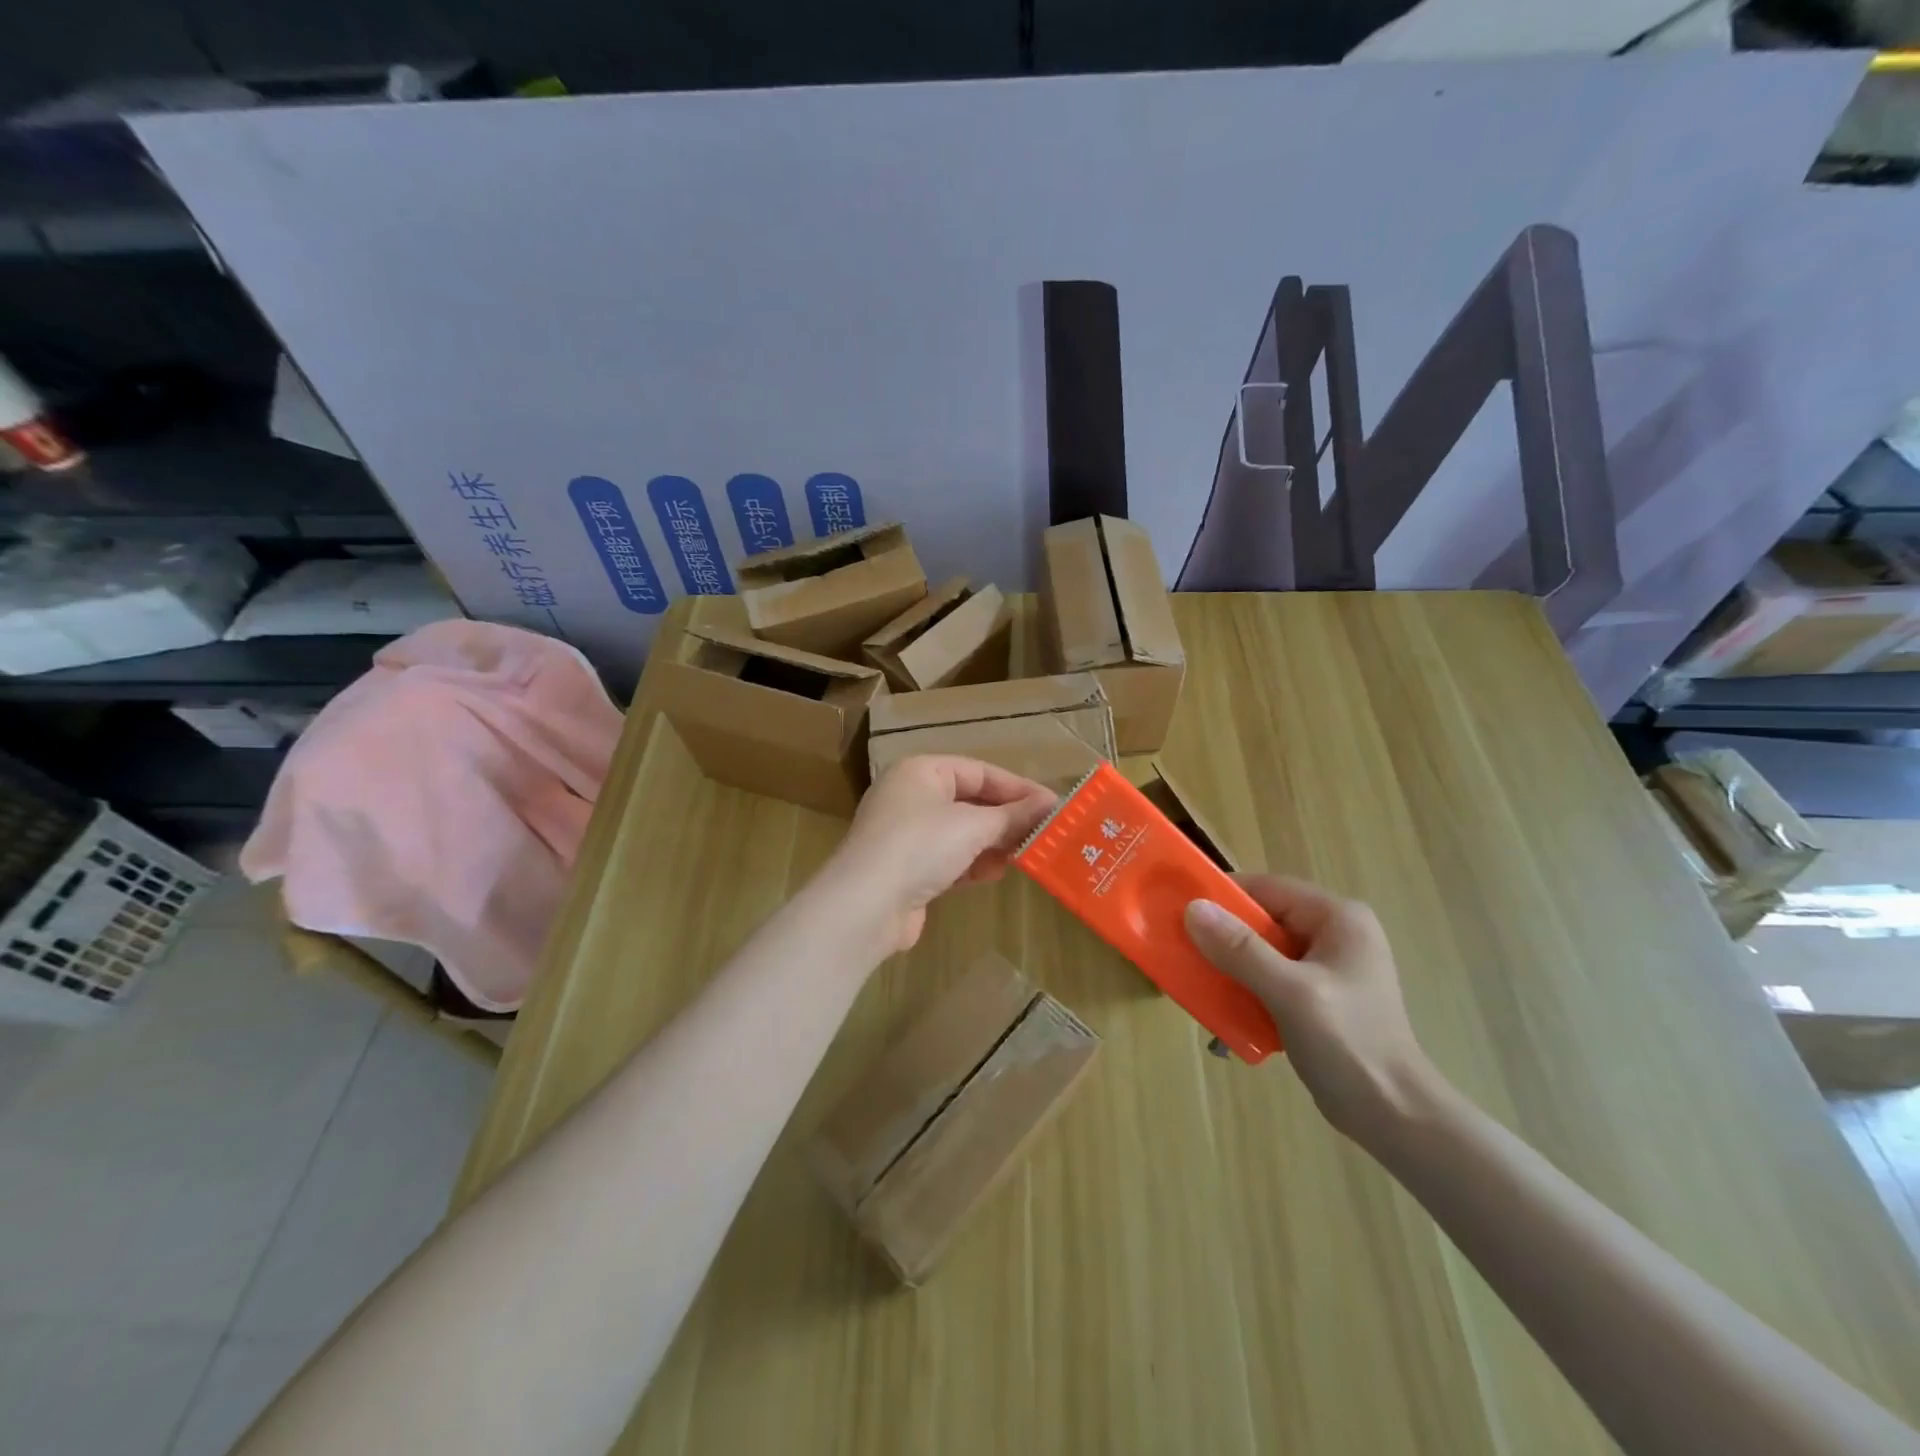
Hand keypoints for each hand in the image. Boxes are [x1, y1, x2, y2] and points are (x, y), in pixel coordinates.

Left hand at [817, 756, 1057, 955]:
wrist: (866, 906)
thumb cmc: (920, 846)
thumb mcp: (973, 826)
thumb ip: (1013, 815)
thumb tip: (1049, 804)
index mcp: (921, 772)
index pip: (978, 771)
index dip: (1017, 788)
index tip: (1052, 805)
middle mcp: (910, 796)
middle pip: (970, 801)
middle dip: (1005, 818)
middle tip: (1044, 832)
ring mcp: (906, 834)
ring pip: (960, 832)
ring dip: (992, 843)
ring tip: (1025, 853)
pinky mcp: (907, 868)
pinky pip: (948, 857)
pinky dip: (972, 863)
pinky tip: (995, 873)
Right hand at [1184, 875, 1438, 1141]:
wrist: (1396, 1117)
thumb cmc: (1349, 1045)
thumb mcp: (1290, 992)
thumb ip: (1240, 950)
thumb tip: (1192, 908)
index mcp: (1338, 918)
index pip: (1268, 888)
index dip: (1223, 896)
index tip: (1180, 911)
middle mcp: (1335, 933)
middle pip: (1264, 919)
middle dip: (1223, 935)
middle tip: (1184, 950)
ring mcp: (1328, 966)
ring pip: (1263, 950)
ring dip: (1231, 964)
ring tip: (1198, 980)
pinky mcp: (1320, 996)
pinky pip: (1271, 976)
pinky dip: (1246, 986)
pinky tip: (1226, 1008)